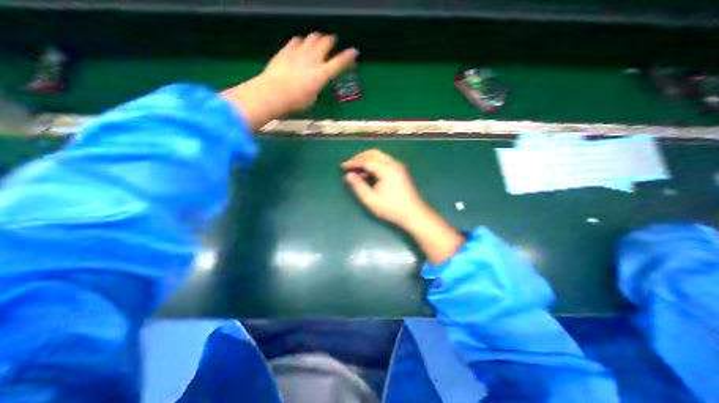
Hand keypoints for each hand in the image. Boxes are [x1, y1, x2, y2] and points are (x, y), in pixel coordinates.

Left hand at [222, 32, 356, 129]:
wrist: (274, 92)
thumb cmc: (296, 101)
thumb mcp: (312, 98)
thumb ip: (316, 87)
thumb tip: (316, 84)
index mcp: (322, 74)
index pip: (339, 63)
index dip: (348, 56)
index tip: (354, 51)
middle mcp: (313, 60)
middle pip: (325, 43)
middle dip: (330, 41)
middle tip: (332, 41)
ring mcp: (299, 52)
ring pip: (312, 37)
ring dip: (317, 38)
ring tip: (318, 40)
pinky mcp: (287, 50)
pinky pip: (297, 40)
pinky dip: (301, 41)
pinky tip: (300, 44)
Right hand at [343, 148, 430, 229]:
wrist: (414, 214)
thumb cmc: (392, 209)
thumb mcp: (371, 200)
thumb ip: (358, 186)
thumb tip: (349, 175)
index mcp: (387, 169)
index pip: (366, 160)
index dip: (353, 162)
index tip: (342, 166)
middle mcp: (393, 163)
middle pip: (373, 153)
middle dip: (359, 158)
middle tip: (349, 165)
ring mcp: (398, 166)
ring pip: (379, 156)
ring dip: (367, 160)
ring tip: (356, 170)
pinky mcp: (400, 171)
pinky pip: (384, 162)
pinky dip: (374, 164)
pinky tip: (368, 174)